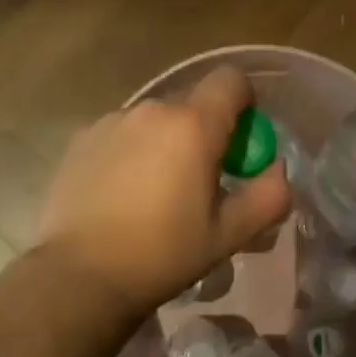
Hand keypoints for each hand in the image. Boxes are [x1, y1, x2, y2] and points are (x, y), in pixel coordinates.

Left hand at [34, 66, 290, 320]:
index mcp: (192, 124)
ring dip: (165, 141)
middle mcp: (152, 109)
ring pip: (155, 119)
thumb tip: (276, 169)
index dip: (244, 102)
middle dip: (205, 130)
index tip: (241, 141)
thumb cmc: (162, 254)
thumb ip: (267, 197)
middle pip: (192, 102)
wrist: (78, 276)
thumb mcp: (228, 235)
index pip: (231, 80)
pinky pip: (121, 133)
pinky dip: (131, 151)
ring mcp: (112, 120)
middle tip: (201, 179)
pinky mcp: (81, 138)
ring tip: (155, 192)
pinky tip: (119, 194)